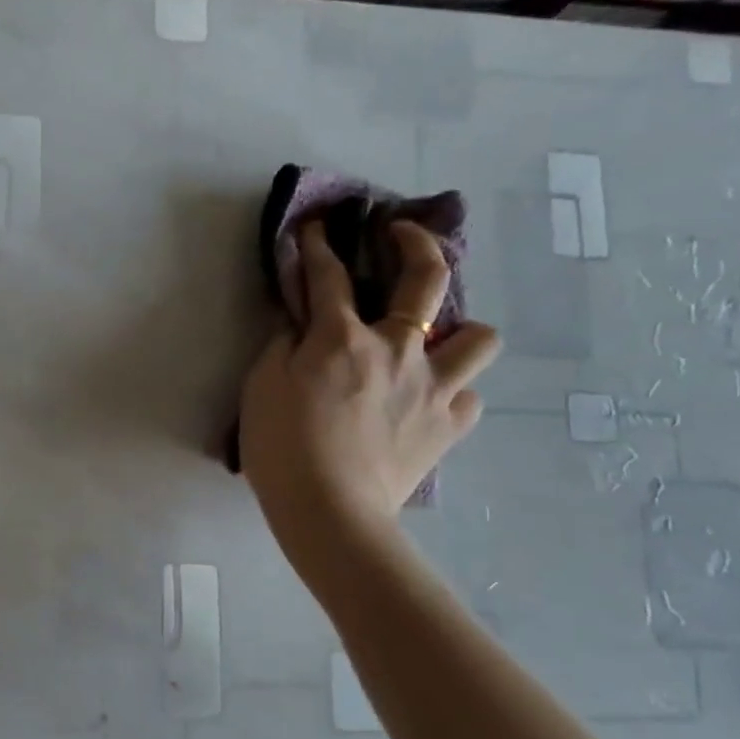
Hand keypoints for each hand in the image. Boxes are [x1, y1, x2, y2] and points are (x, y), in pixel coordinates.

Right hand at [240, 219, 499, 567]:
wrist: (330, 511)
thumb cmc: (282, 446)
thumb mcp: (261, 387)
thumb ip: (281, 346)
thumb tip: (299, 324)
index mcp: (343, 338)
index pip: (328, 276)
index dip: (319, 246)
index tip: (317, 227)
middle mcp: (398, 350)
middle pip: (426, 279)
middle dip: (415, 243)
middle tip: (401, 235)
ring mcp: (434, 387)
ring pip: (478, 337)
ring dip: (459, 330)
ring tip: (434, 343)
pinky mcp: (449, 425)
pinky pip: (467, 396)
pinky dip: (450, 392)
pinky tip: (427, 402)